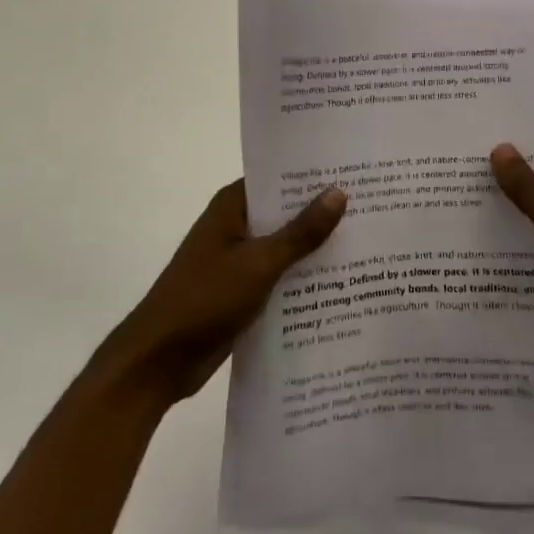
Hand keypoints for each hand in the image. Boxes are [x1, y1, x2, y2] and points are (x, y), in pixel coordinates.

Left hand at [97, 179, 346, 406]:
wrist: (158, 362)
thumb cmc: (205, 299)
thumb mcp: (259, 263)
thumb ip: (301, 232)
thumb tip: (339, 192)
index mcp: (233, 205)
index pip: (280, 178)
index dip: (315, 175)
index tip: (356, 171)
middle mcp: (236, 225)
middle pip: (286, 212)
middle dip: (323, 213)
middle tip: (376, 207)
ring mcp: (238, 259)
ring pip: (285, 246)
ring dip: (315, 249)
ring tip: (369, 243)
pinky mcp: (241, 291)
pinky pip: (279, 276)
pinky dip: (302, 278)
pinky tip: (341, 285)